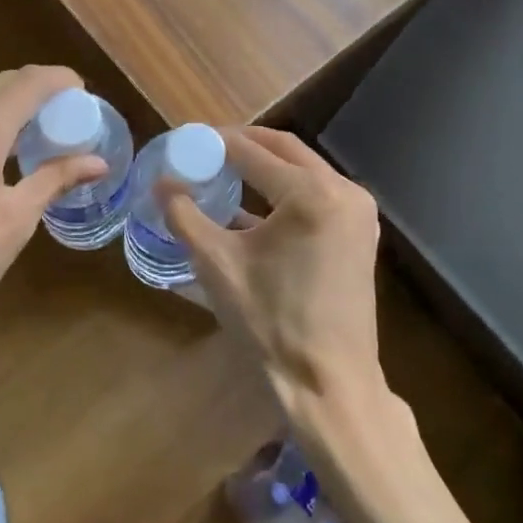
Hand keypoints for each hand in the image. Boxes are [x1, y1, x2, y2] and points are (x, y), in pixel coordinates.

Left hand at [0, 66, 104, 358]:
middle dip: (40, 89)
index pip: (26, 84)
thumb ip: (53, 181)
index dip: (60, 79)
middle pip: (3, 84)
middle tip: (72, 115)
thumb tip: (98, 162)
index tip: (86, 93)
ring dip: (16, 104)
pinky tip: (9, 152)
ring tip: (47, 133)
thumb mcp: (13, 225)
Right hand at [163, 127, 383, 421]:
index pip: (253, 151)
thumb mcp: (217, 265)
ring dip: (266, 165)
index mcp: (311, 194)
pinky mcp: (361, 233)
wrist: (329, 382)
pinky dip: (286, 190)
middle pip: (284, 149)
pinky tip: (254, 205)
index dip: (216, 142)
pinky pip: (318, 193)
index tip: (187, 140)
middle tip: (206, 149)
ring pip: (304, 169)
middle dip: (244, 144)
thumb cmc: (270, 322)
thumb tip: (162, 183)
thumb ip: (185, 216)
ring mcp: (359, 212)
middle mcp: (343, 191)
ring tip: (225, 171)